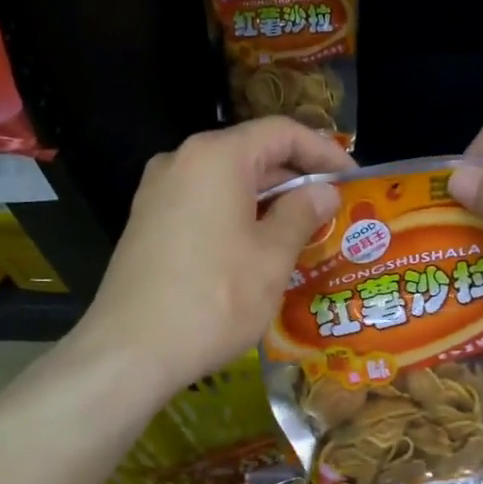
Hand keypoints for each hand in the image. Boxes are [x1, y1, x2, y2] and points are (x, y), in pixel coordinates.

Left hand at [73, 117, 351, 396]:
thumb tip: (324, 192)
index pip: (280, 132)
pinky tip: (258, 247)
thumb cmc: (214, 299)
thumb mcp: (272, 257)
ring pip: (226, 181)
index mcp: (216, 157)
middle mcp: (181, 161)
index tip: (352, 177)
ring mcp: (158, 192)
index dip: (322, 150)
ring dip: (267, 199)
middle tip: (333, 207)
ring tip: (303, 229)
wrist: (130, 352)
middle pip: (251, 152)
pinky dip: (236, 214)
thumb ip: (302, 214)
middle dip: (295, 177)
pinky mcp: (147, 222)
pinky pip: (203, 203)